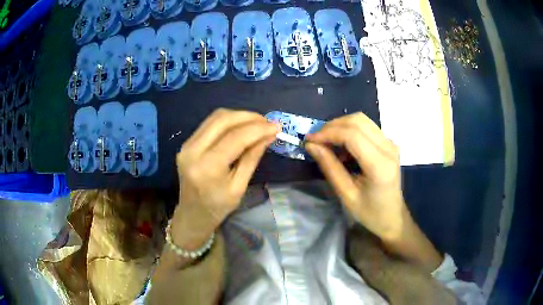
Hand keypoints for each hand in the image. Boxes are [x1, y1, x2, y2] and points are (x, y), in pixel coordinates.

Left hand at [172, 108, 277, 248]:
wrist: (192, 214)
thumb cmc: (218, 207)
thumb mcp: (239, 186)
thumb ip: (252, 158)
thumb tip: (269, 135)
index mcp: (207, 167)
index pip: (235, 137)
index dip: (258, 129)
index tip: (276, 126)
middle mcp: (193, 151)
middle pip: (223, 120)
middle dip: (248, 117)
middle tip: (267, 122)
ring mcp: (187, 145)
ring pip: (215, 117)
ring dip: (238, 116)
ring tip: (257, 123)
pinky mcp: (187, 143)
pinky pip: (209, 123)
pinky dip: (228, 121)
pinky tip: (241, 127)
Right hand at [304, 112, 405, 240]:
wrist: (392, 216)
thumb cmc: (370, 212)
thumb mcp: (346, 195)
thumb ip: (330, 168)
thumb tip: (311, 145)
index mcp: (380, 165)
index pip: (352, 135)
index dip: (328, 133)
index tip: (309, 140)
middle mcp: (389, 148)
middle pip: (357, 121)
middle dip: (332, 126)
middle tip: (316, 140)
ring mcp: (391, 143)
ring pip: (362, 120)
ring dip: (340, 126)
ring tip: (327, 142)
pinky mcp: (389, 142)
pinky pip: (366, 127)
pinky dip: (349, 130)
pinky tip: (342, 146)